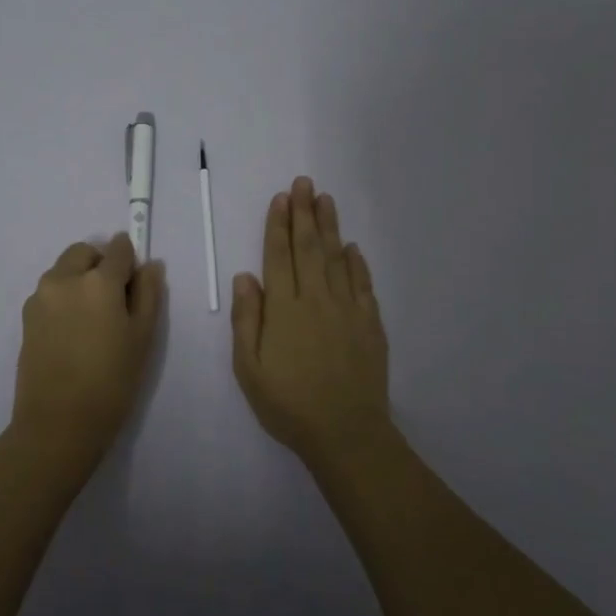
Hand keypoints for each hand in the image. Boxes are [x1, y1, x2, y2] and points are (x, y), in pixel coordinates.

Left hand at [12, 233, 164, 476]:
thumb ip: (148, 293)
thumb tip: (150, 265)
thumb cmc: (111, 381)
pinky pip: (50, 291)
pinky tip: (73, 331)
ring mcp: (40, 296)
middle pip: (84, 253)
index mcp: (98, 281)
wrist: (58, 422)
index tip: (135, 280)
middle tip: (114, 300)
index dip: (130, 260)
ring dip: (79, 278)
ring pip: (64, 270)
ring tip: (92, 319)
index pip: (118, 249)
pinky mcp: (26, 316)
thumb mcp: (142, 337)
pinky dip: (64, 296)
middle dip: (100, 264)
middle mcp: (64, 278)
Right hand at [231, 177, 389, 460]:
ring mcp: (347, 310)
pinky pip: (363, 284)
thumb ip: (247, 320)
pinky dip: (357, 263)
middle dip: (304, 213)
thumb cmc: (288, 404)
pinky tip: (352, 248)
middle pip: (309, 248)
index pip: (279, 256)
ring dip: (330, 227)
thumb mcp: (249, 368)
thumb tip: (245, 277)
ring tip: (325, 199)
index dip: (278, 225)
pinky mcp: (370, 324)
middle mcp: (316, 299)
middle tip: (304, 182)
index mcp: (284, 309)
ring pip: (337, 258)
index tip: (281, 198)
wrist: (346, 433)